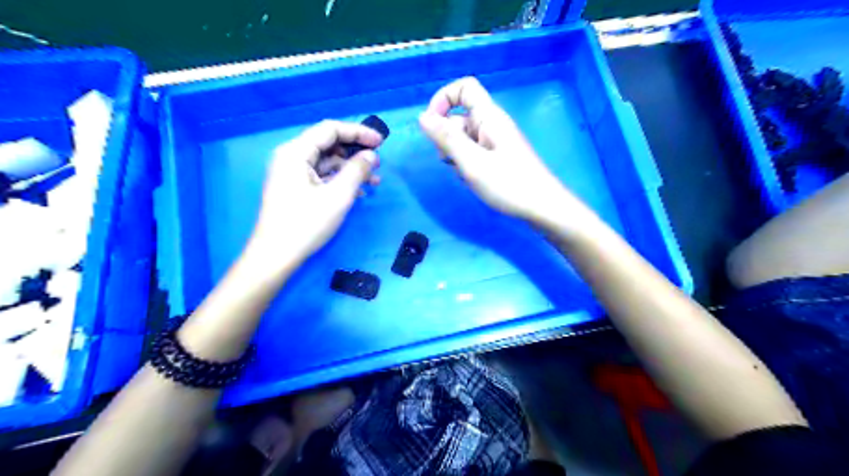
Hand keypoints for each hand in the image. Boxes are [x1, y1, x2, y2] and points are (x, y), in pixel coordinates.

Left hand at [247, 121, 382, 268]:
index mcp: (296, 152)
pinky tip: (359, 192)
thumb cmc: (306, 223)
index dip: (358, 132)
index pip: (330, 129)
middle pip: (328, 144)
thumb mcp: (338, 195)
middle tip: (378, 162)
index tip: (381, 142)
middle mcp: (291, 157)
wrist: (276, 255)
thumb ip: (357, 170)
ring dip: (351, 168)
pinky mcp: (295, 188)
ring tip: (374, 181)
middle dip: (355, 151)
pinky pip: (322, 176)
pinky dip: (340, 180)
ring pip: (327, 161)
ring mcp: (292, 173)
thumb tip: (371, 155)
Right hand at [417, 75, 569, 225]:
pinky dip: (467, 163)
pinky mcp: (498, 157)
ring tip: (466, 174)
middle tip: (452, 161)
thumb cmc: (509, 184)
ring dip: (456, 154)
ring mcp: (495, 142)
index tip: (432, 124)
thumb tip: (422, 116)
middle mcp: (492, 124)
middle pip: (459, 117)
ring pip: (464, 138)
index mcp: (489, 117)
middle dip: (447, 137)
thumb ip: (447, 138)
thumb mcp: (472, 162)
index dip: (444, 99)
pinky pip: (474, 152)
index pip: (464, 88)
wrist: (543, 207)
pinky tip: (473, 180)